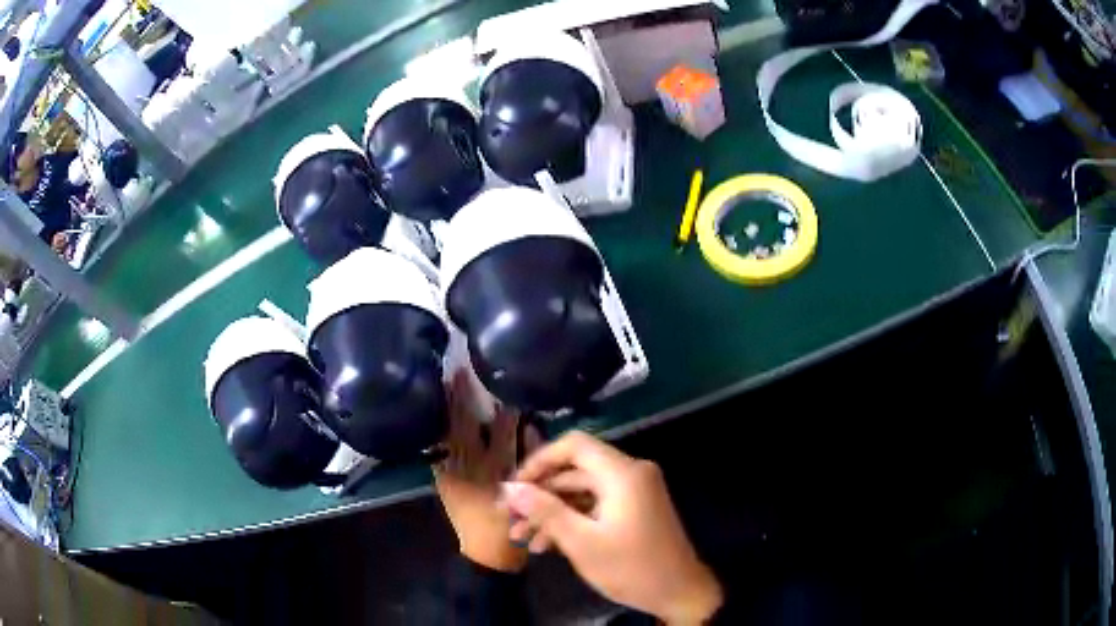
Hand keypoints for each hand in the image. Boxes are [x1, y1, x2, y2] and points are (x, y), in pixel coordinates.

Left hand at [433, 372, 530, 572]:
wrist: (487, 553)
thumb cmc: (516, 523)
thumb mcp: (530, 492)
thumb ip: (530, 459)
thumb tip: (530, 428)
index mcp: (499, 469)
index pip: (502, 430)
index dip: (500, 404)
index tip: (496, 381)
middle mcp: (473, 467)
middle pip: (467, 427)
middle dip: (461, 398)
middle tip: (456, 371)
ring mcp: (453, 474)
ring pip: (448, 435)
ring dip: (445, 409)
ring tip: (442, 384)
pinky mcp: (442, 482)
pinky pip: (436, 453)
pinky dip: (434, 435)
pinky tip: (430, 417)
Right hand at [504, 431, 721, 624]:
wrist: (679, 593)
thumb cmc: (631, 568)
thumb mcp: (582, 542)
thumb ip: (545, 511)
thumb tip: (509, 488)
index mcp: (623, 473)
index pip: (574, 445)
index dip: (539, 460)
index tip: (513, 486)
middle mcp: (631, 473)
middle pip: (575, 470)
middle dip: (540, 494)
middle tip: (509, 517)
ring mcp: (634, 491)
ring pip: (582, 490)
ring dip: (551, 511)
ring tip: (521, 537)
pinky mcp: (635, 509)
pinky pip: (596, 504)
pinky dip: (572, 519)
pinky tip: (546, 545)